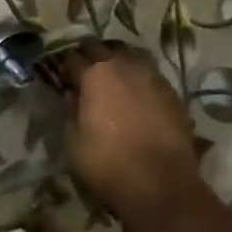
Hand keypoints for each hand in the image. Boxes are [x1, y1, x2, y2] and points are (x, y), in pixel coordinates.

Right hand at [51, 42, 208, 226]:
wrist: (160, 183)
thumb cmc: (107, 163)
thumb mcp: (74, 140)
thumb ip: (72, 111)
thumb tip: (73, 95)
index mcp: (96, 75)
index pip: (73, 58)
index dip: (63, 65)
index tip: (59, 74)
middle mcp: (125, 67)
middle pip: (103, 49)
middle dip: (89, 56)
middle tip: (81, 71)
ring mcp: (153, 77)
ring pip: (131, 56)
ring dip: (117, 62)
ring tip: (110, 77)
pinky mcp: (172, 93)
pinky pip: (149, 74)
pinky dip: (137, 78)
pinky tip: (133, 94)